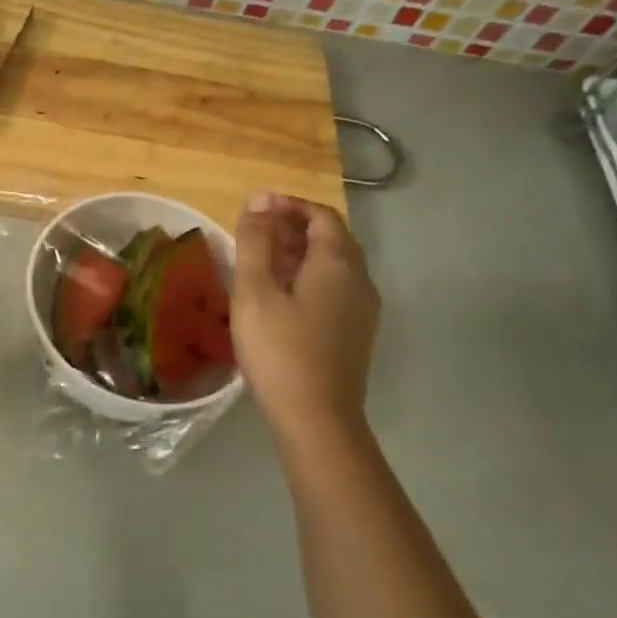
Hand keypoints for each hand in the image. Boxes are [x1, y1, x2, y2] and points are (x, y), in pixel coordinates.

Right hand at [233, 194, 379, 447]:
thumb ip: (255, 241)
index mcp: (338, 263)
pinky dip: (308, 278)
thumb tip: (259, 199)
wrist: (316, 419)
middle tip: (254, 232)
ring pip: (334, 265)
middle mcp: (359, 279)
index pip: (321, 215)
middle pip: (332, 238)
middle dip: (293, 227)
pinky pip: (335, 289)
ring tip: (261, 262)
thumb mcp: (255, 291)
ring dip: (300, 253)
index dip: (288, 205)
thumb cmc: (279, 350)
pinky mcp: (356, 333)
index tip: (254, 208)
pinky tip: (281, 297)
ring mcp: (362, 309)